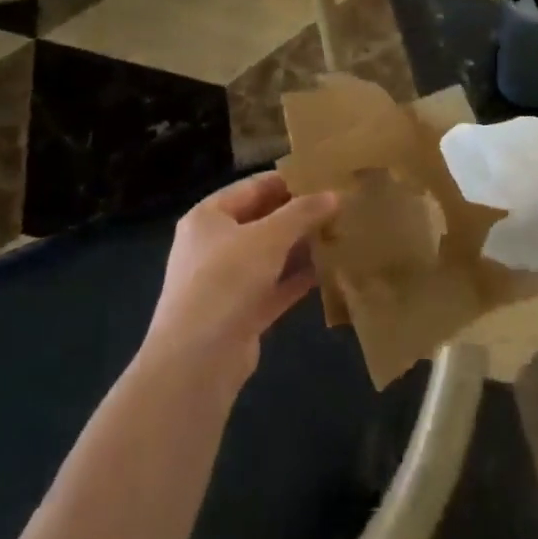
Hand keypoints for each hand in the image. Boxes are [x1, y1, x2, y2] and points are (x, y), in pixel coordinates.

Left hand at [143, 173, 337, 388]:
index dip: (289, 181)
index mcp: (208, 217)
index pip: (253, 187)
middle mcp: (213, 245)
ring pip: (270, 256)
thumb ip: (303, 213)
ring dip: (301, 247)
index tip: (326, 177)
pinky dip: (297, 279)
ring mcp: (225, 282)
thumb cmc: (226, 280)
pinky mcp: (240, 314)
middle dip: (299, 216)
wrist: (196, 361)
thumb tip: (333, 195)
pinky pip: (274, 287)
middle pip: (262, 221)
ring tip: (341, 235)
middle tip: (340, 207)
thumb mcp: (269, 237)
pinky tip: (329, 271)